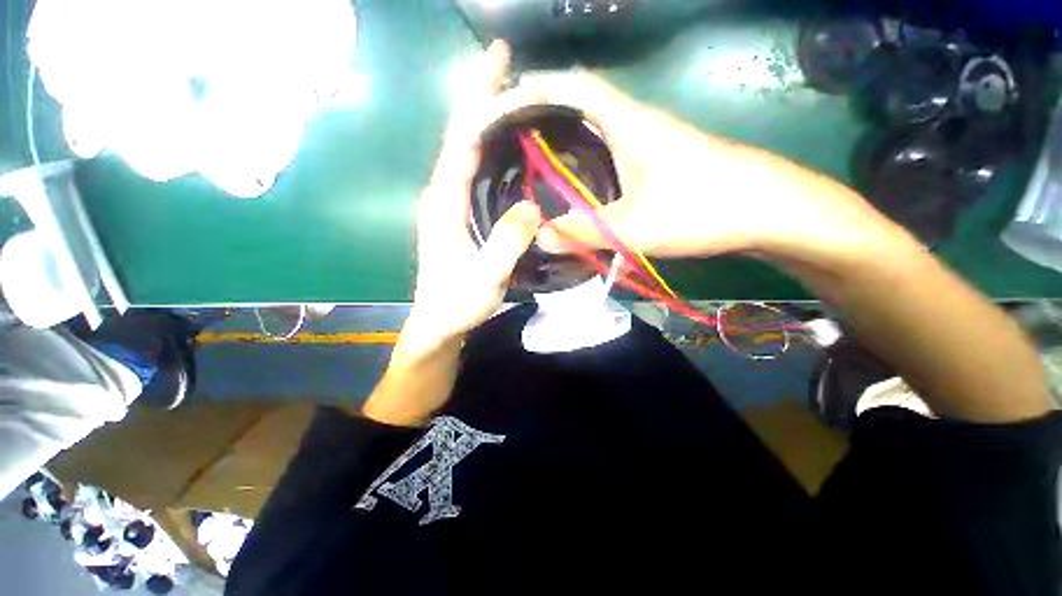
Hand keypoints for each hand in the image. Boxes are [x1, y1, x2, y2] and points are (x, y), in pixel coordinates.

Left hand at [408, 41, 541, 343]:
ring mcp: (450, 204)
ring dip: (486, 120)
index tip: (499, 62)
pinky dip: (489, 150)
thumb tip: (533, 207)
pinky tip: (508, 149)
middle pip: (461, 135)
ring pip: (467, 151)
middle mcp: (443, 194)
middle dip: (481, 96)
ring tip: (513, 97)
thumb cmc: (457, 303)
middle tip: (508, 65)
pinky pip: (474, 172)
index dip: (479, 98)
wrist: (438, 323)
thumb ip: (506, 243)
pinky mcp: (459, 214)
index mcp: (444, 202)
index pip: (461, 138)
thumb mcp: (485, 278)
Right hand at [515, 71, 907, 273]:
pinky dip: (588, 160)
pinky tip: (578, 183)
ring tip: (535, 162)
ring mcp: (650, 142)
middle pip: (582, 106)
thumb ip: (584, 233)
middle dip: (545, 117)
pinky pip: (612, 152)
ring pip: (598, 130)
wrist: (771, 210)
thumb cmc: (704, 208)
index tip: (507, 105)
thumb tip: (539, 238)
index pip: (575, 87)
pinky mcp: (660, 160)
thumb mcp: (635, 228)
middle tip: (513, 142)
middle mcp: (637, 123)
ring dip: (567, 140)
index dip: (539, 88)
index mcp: (628, 123)